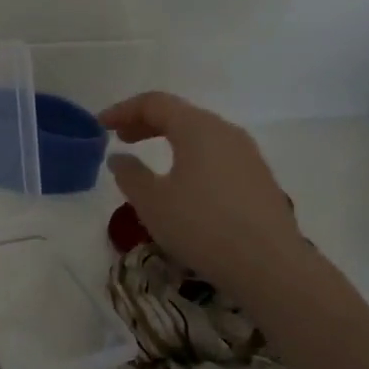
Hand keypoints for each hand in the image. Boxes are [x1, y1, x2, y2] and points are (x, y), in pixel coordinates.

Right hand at [99, 92, 307, 292]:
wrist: (268, 265)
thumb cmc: (201, 226)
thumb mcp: (152, 202)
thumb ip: (130, 175)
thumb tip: (119, 158)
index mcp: (198, 128)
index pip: (155, 103)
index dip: (123, 110)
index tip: (100, 125)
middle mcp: (226, 132)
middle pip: (180, 114)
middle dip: (146, 123)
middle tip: (120, 138)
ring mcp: (247, 155)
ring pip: (200, 135)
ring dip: (170, 140)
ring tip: (149, 160)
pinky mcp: (258, 179)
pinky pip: (216, 155)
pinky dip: (190, 156)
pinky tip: (181, 183)